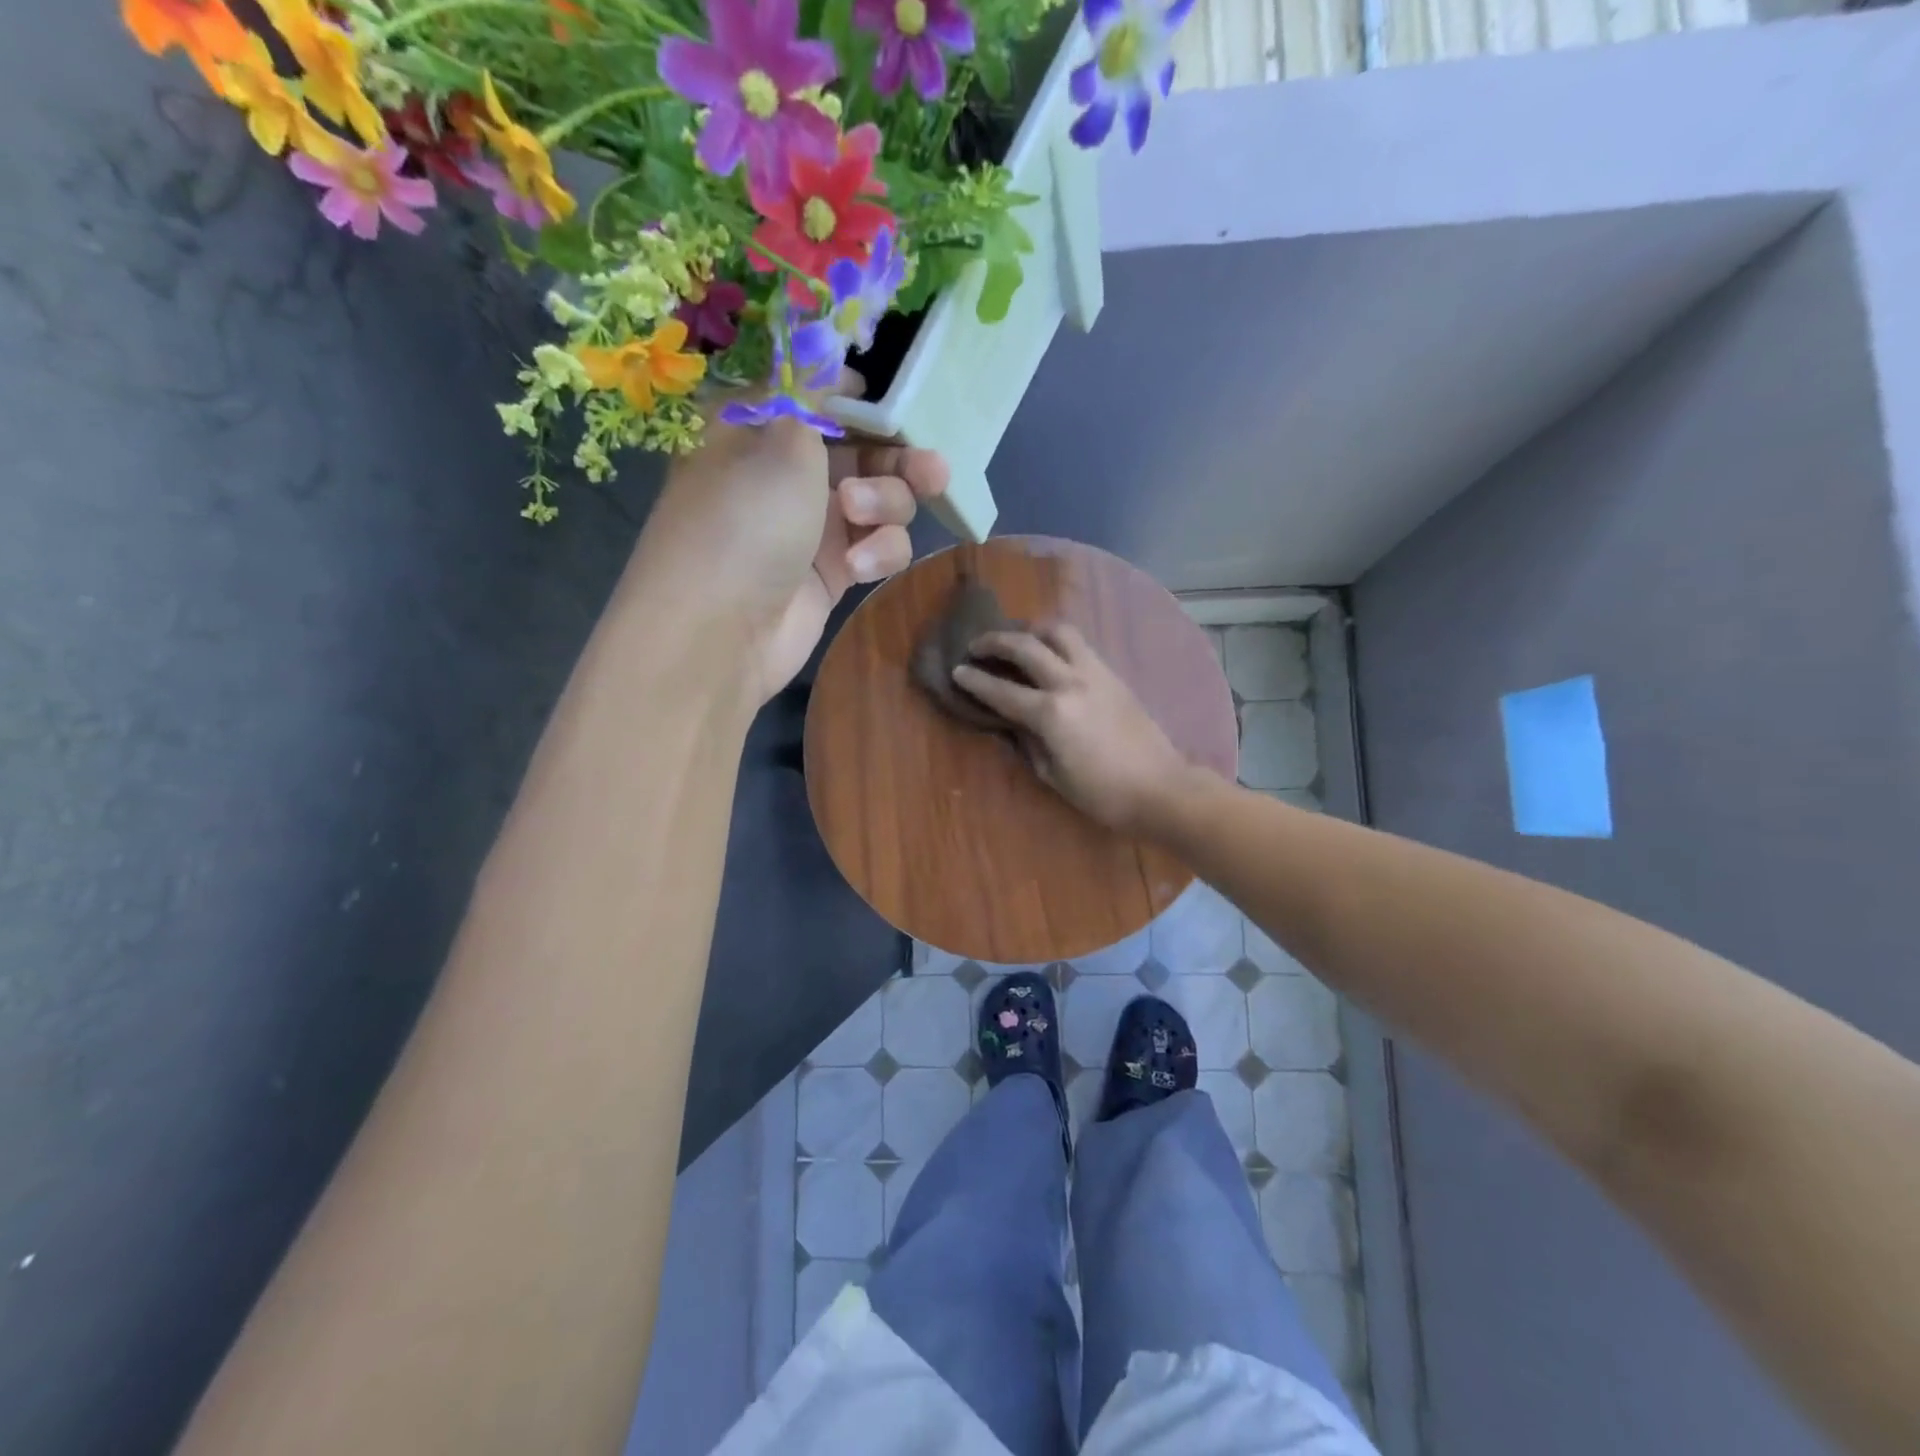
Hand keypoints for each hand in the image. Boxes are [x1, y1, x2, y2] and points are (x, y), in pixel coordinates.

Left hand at [627, 416, 948, 703]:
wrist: (720, 632)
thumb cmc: (744, 519)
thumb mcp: (781, 439)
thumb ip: (818, 398)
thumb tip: (828, 359)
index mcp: (758, 428)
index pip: (820, 397)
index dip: (862, 399)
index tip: (896, 406)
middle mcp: (786, 473)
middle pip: (862, 450)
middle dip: (898, 458)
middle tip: (931, 471)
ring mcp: (812, 525)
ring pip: (879, 500)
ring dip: (886, 504)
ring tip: (862, 518)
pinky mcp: (833, 572)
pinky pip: (877, 546)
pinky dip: (878, 552)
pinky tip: (857, 568)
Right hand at [953, 624, 1193, 833]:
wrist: (1161, 788)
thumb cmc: (1102, 793)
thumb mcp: (1053, 775)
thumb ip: (1028, 742)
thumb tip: (1013, 722)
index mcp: (1051, 713)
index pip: (1002, 691)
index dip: (975, 680)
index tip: (957, 670)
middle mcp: (1070, 683)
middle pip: (1026, 646)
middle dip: (995, 641)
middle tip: (977, 645)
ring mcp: (1095, 673)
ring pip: (1059, 632)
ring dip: (1032, 630)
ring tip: (1019, 639)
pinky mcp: (1113, 674)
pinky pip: (1080, 645)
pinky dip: (1058, 642)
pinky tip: (1051, 653)